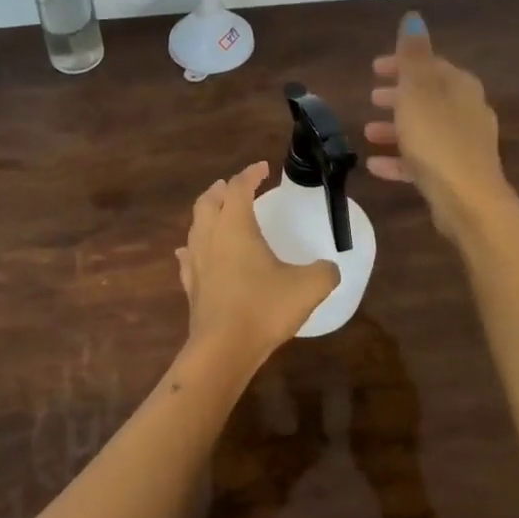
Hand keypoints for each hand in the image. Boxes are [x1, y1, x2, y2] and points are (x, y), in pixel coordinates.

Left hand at [176, 162, 339, 363]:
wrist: (223, 349)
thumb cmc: (264, 308)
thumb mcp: (308, 287)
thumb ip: (324, 272)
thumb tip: (330, 268)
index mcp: (235, 226)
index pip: (238, 188)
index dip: (250, 174)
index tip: (263, 168)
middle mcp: (210, 237)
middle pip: (208, 201)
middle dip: (221, 189)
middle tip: (233, 186)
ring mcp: (196, 262)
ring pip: (195, 226)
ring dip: (206, 214)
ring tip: (216, 213)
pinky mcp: (190, 287)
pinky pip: (188, 257)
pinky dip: (194, 247)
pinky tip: (194, 252)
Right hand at [365, 12, 514, 237]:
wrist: (468, 201)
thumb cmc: (438, 140)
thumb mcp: (418, 91)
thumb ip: (413, 55)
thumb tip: (413, 17)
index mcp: (460, 87)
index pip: (430, 65)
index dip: (402, 64)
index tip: (374, 68)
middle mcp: (467, 111)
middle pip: (429, 96)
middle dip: (399, 95)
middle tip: (372, 97)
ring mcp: (463, 145)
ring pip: (424, 128)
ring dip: (396, 127)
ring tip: (368, 131)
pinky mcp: (455, 174)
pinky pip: (422, 159)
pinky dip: (400, 158)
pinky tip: (375, 165)